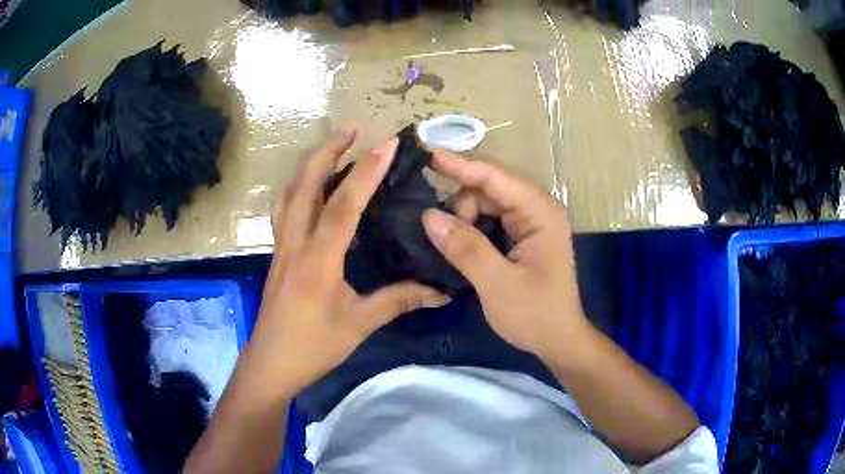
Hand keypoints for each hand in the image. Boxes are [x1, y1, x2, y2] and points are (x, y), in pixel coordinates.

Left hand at [247, 128, 447, 395]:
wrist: (271, 363)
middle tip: (352, 128)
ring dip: (310, 165)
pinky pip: (284, 209)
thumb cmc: (313, 347)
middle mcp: (295, 244)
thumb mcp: (360, 324)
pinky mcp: (277, 253)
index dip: (365, 171)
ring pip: (289, 193)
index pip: (343, 206)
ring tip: (332, 148)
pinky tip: (310, 187)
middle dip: (328, 150)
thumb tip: (441, 291)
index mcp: (318, 260)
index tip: (387, 143)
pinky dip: (297, 187)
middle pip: (305, 185)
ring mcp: (281, 246)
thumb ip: (399, 300)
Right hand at [422, 150, 587, 361]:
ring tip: (448, 245)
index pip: (495, 178)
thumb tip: (429, 216)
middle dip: (460, 204)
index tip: (426, 155)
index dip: (460, 165)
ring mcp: (530, 222)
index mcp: (540, 213)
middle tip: (437, 233)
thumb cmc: (535, 314)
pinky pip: (489, 220)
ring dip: (463, 218)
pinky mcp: (521, 236)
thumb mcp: (497, 284)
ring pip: (486, 203)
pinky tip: (456, 241)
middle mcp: (536, 209)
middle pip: (489, 188)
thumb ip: (465, 247)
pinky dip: (470, 227)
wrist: (557, 340)